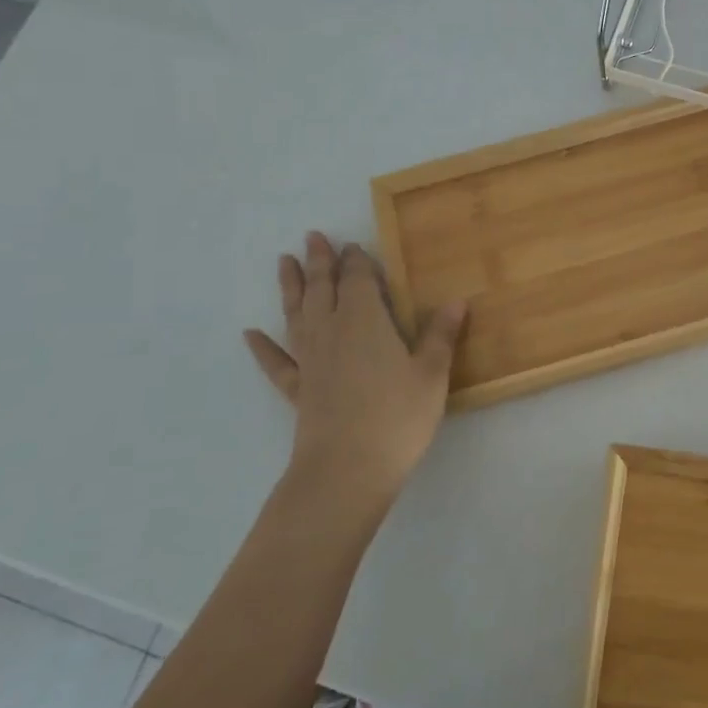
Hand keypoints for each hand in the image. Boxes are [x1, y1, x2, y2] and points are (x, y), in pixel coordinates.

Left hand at [243, 232, 465, 501]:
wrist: (347, 469)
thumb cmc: (397, 417)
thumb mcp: (431, 374)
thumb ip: (440, 335)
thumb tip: (456, 300)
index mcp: (366, 321)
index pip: (359, 280)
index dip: (357, 261)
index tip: (354, 245)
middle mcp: (332, 331)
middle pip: (324, 289)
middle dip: (320, 262)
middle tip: (312, 237)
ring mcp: (310, 360)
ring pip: (297, 314)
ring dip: (292, 288)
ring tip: (284, 263)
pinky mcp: (298, 390)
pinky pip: (277, 362)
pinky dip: (263, 347)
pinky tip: (250, 335)